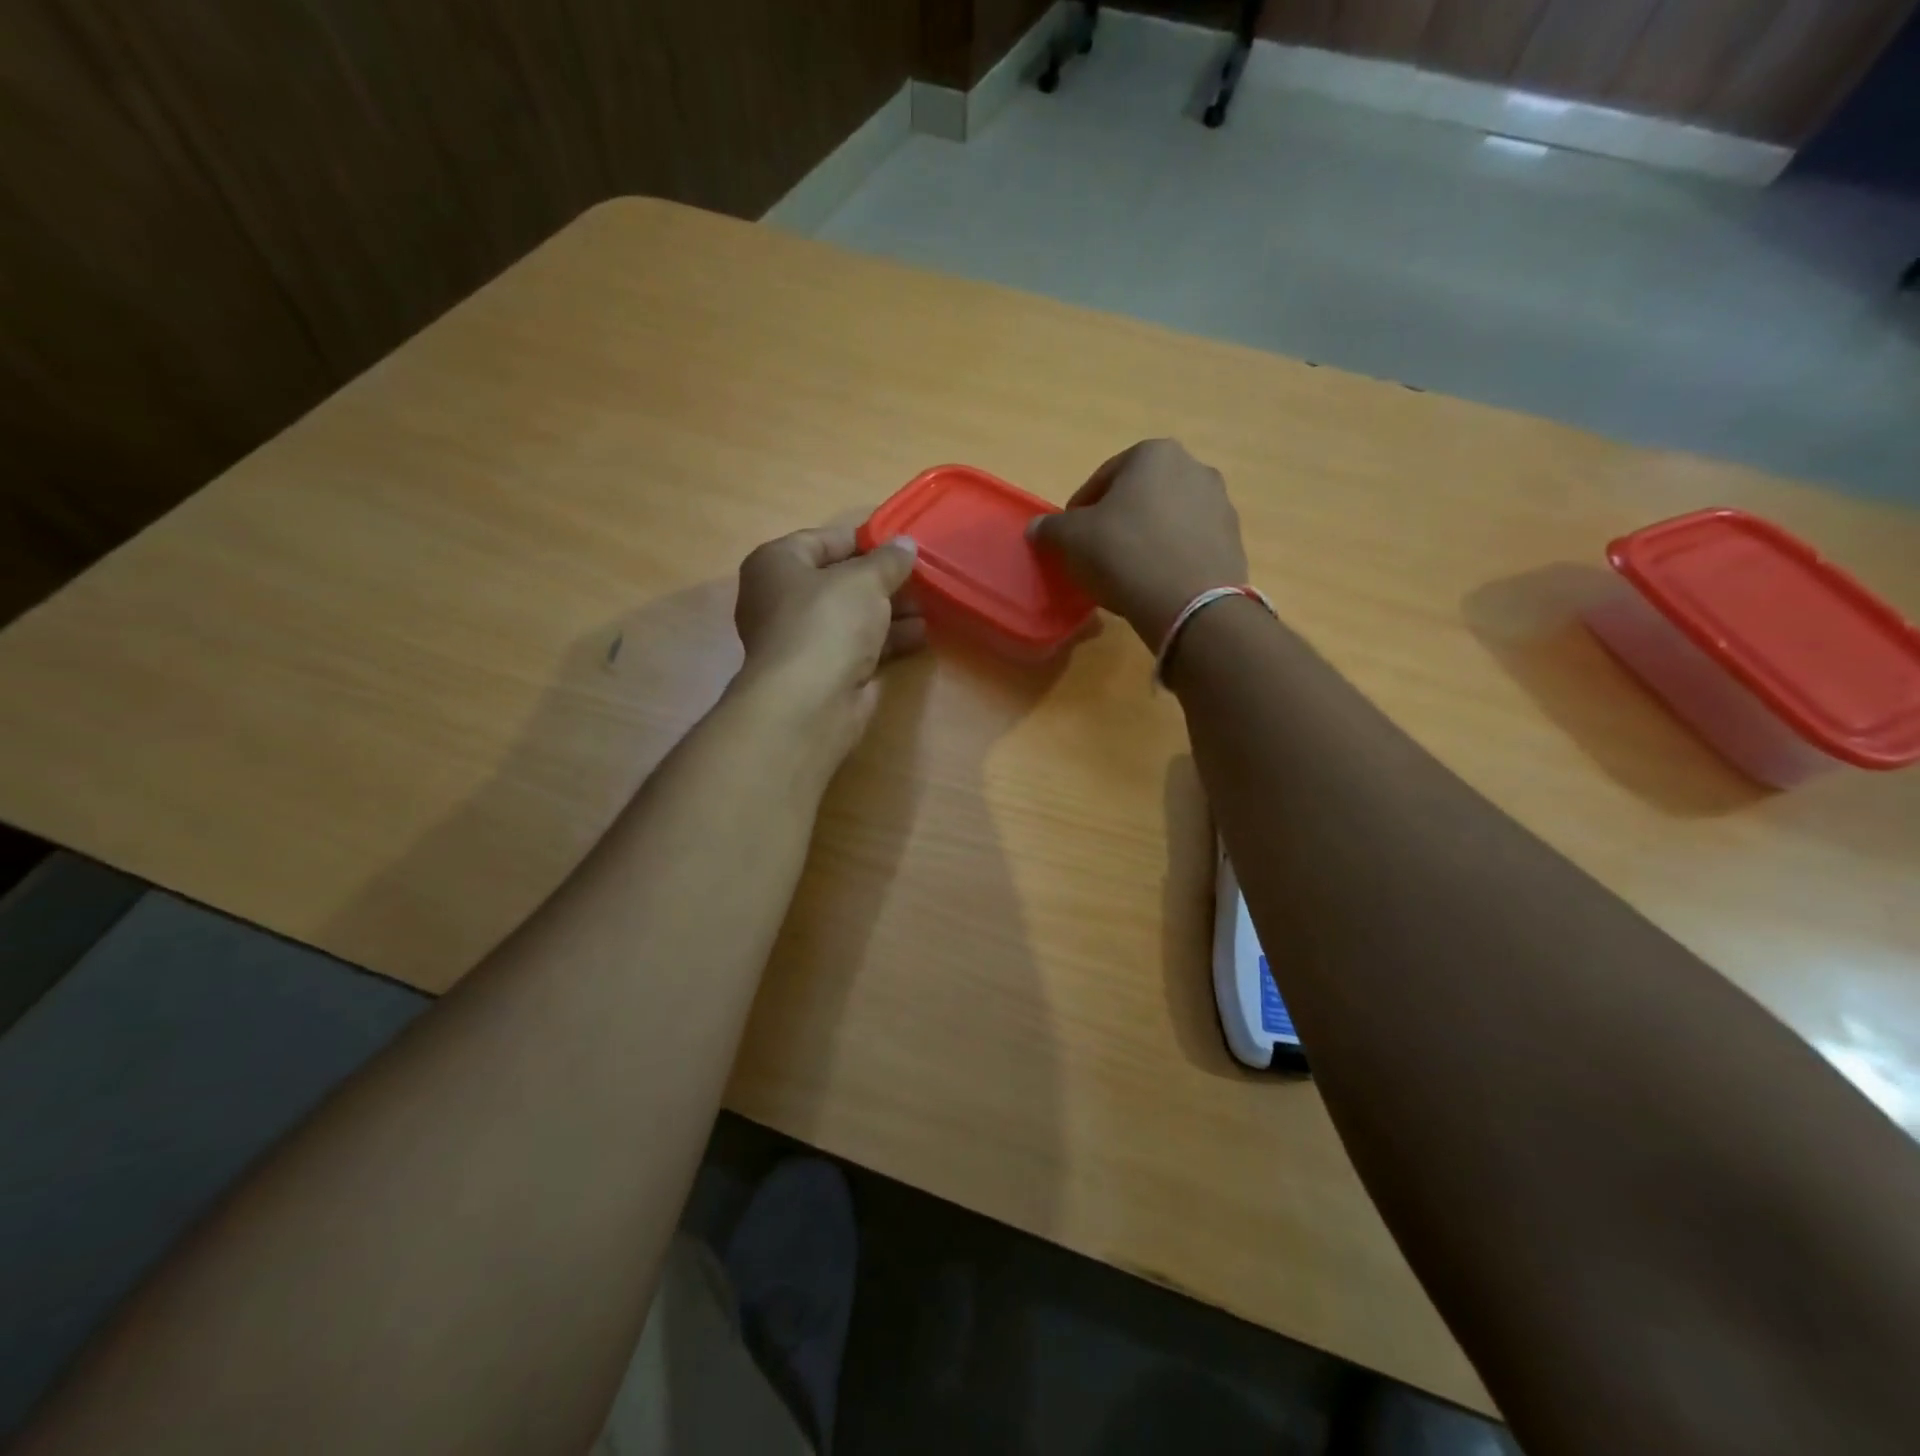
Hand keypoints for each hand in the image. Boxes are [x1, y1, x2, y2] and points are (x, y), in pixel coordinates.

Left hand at [733, 517, 924, 761]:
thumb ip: (889, 560)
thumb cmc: (828, 622)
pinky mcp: (820, 672)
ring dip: (890, 611)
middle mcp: (780, 599)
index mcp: (775, 565)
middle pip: (838, 581)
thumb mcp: (865, 580)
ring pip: (850, 616)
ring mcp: (800, 639)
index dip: (863, 540)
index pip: (822, 540)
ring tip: (929, 606)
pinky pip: (857, 646)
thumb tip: (906, 544)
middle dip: (882, 581)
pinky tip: (919, 636)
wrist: (809, 702)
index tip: (901, 544)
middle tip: (921, 578)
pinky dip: (885, 640)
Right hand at [1027, 439, 1247, 645]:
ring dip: (1146, 538)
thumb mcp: (1071, 539)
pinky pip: (1188, 545)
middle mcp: (1194, 468)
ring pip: (1167, 520)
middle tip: (1096, 554)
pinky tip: (1154, 583)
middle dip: (1117, 521)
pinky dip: (1170, 557)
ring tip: (1127, 572)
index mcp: (1154, 454)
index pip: (1103, 478)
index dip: (1080, 509)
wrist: (1189, 603)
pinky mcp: (1233, 541)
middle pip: (1140, 496)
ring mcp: (1220, 505)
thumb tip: (1037, 527)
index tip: (1069, 537)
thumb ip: (1051, 528)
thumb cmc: (1124, 554)